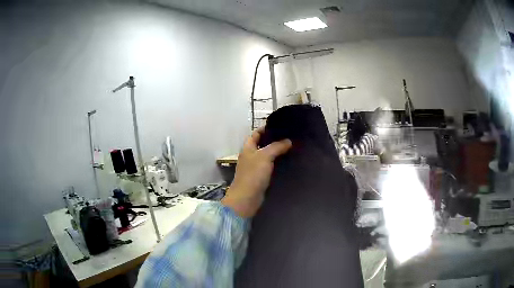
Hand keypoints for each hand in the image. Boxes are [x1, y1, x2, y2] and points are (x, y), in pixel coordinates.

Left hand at [221, 127, 291, 217]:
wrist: (247, 198)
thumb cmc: (253, 174)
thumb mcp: (265, 156)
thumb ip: (276, 146)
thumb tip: (288, 141)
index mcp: (248, 148)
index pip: (256, 134)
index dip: (265, 129)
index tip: (279, 126)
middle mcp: (250, 156)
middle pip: (262, 145)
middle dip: (274, 140)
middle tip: (289, 137)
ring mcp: (255, 168)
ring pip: (267, 156)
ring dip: (277, 153)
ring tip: (292, 148)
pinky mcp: (260, 178)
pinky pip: (270, 167)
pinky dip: (277, 164)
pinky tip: (288, 163)